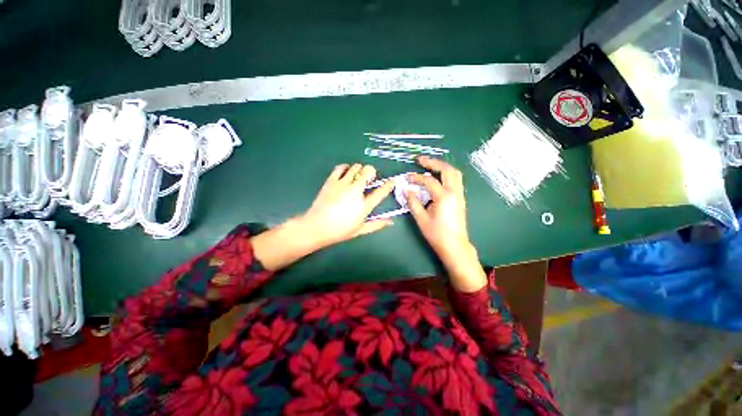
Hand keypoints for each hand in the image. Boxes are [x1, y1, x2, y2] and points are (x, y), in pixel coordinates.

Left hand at [299, 163, 394, 247]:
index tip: (391, 181)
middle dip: (372, 172)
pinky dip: (346, 167)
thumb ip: (376, 224)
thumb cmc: (339, 231)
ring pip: (356, 167)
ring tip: (358, 176)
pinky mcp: (331, 181)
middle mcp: (355, 191)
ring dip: (360, 169)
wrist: (316, 227)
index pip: (380, 192)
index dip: (388, 185)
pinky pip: (340, 167)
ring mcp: (342, 184)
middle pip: (368, 172)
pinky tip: (346, 172)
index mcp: (363, 205)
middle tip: (369, 179)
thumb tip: (390, 221)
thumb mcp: (360, 230)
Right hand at [407, 157, 486, 291]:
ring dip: (441, 166)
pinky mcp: (461, 198)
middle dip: (433, 162)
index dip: (416, 177)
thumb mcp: (421, 219)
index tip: (406, 177)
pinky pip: (455, 179)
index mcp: (444, 197)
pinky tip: (438, 177)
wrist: (455, 246)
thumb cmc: (437, 234)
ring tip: (429, 165)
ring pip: (454, 173)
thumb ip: (413, 202)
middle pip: (446, 170)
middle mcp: (454, 192)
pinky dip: (446, 173)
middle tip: (420, 160)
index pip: (428, 181)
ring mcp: (460, 194)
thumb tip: (406, 189)